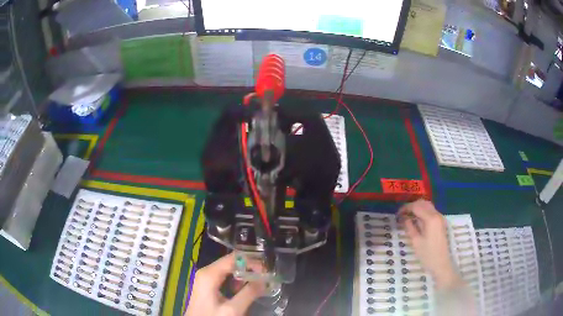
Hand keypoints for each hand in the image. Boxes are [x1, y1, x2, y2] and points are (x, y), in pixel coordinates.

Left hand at [185, 253, 264, 315]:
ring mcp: (206, 279)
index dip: (252, 262)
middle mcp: (206, 272)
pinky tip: (246, 288)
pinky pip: (225, 278)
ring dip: (245, 275)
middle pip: (231, 262)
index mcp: (209, 273)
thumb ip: (249, 293)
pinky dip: (237, 281)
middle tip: (266, 276)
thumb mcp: (232, 309)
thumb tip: (265, 280)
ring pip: (229, 270)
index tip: (267, 271)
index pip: (234, 258)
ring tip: (260, 282)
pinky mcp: (208, 286)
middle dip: (250, 268)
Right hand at [398, 199, 461, 288]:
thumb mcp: (416, 242)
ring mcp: (440, 218)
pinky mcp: (440, 223)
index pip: (417, 207)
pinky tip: (416, 220)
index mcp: (431, 219)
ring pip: (428, 206)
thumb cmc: (427, 255)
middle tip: (402, 214)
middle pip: (423, 203)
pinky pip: (431, 212)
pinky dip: (423, 212)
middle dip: (412, 206)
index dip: (406, 208)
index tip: (397, 214)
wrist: (441, 264)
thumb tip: (404, 218)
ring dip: (418, 208)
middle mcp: (437, 215)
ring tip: (408, 216)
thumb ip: (410, 227)